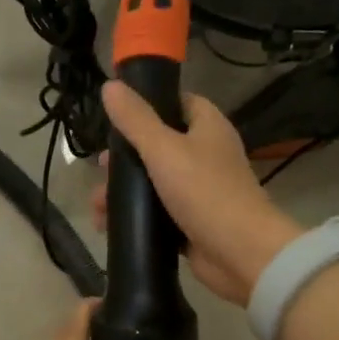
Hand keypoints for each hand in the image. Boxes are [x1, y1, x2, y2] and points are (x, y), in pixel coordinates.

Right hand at [90, 81, 303, 305]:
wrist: (240, 253)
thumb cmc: (204, 192)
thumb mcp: (163, 149)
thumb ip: (135, 119)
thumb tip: (109, 86)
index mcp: (208, 127)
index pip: (178, 103)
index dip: (149, 105)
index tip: (117, 117)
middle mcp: (206, 154)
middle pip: (159, 145)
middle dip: (126, 158)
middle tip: (102, 169)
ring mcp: (200, 190)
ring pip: (155, 182)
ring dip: (125, 192)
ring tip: (98, 207)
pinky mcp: (192, 222)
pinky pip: (158, 213)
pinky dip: (136, 217)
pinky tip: (108, 226)